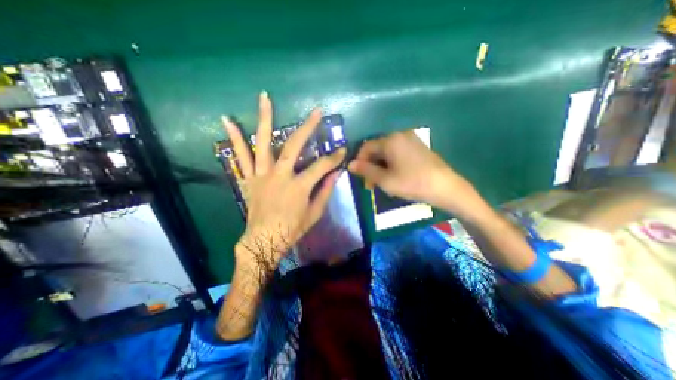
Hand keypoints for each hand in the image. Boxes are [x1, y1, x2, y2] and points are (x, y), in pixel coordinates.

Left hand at [223, 90, 344, 270]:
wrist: (263, 241)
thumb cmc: (291, 230)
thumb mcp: (314, 214)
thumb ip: (325, 192)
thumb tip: (336, 174)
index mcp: (299, 187)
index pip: (322, 166)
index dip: (334, 158)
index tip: (342, 151)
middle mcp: (280, 175)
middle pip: (295, 145)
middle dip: (308, 127)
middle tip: (316, 112)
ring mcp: (262, 174)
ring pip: (263, 142)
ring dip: (265, 118)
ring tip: (265, 97)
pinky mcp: (249, 178)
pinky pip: (241, 156)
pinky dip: (235, 138)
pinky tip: (228, 120)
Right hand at [349, 131, 480, 219]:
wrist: (445, 187)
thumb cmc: (412, 183)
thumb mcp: (385, 180)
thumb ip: (366, 170)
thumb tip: (350, 164)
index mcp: (390, 140)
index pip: (366, 147)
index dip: (359, 162)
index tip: (360, 177)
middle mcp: (399, 135)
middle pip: (377, 149)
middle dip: (370, 166)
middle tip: (370, 184)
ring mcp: (410, 139)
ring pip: (386, 152)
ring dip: (380, 166)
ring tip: (382, 183)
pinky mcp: (417, 146)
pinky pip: (397, 153)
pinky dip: (390, 164)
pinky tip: (393, 176)